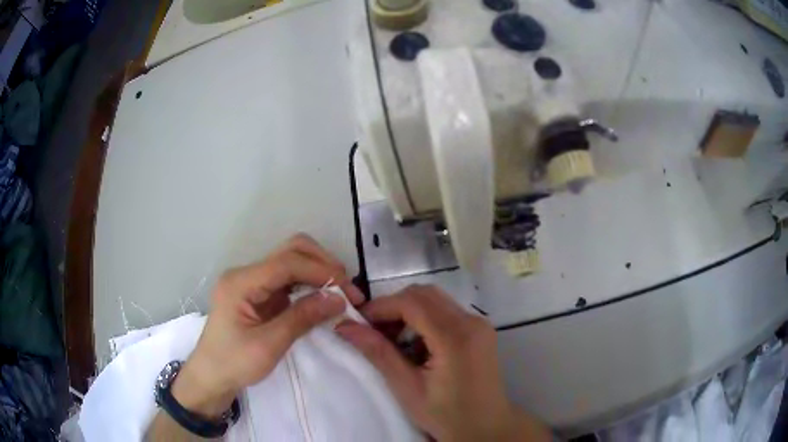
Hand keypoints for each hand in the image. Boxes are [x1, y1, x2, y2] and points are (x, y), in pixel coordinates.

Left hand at [172, 234, 362, 417]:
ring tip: (341, 294)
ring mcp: (252, 282)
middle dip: (322, 264)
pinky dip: (309, 285)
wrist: (211, 377)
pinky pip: (288, 280)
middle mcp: (246, 274)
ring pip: (291, 261)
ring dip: (318, 272)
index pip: (287, 262)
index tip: (348, 292)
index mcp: (241, 282)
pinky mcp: (259, 293)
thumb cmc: (234, 363)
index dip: (321, 271)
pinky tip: (323, 298)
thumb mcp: (268, 345)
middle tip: (347, 289)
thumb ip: (302, 318)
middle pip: (290, 251)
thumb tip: (338, 299)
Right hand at [335, 285, 549, 441]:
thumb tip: (345, 327)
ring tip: (392, 340)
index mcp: (455, 337)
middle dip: (393, 307)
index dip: (380, 307)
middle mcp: (471, 321)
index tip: (358, 322)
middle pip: (424, 294)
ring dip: (408, 312)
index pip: (411, 302)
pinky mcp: (480, 330)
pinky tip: (415, 345)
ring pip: (435, 300)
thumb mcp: (407, 388)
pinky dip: (424, 319)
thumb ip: (378, 353)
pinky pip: (446, 311)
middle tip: (373, 331)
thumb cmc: (446, 415)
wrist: (486, 428)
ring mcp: (479, 324)